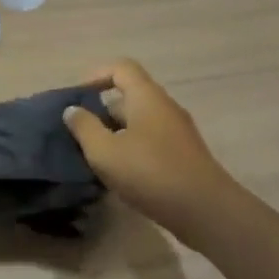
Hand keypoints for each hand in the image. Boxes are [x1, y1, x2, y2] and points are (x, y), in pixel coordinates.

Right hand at [63, 60, 239, 241]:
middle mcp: (164, 107)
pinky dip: (131, 149)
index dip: (96, 75)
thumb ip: (85, 127)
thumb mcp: (105, 152)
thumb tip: (72, 109)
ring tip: (94, 156)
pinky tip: (119, 174)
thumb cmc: (151, 173)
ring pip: (139, 121)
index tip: (77, 98)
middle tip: (79, 133)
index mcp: (147, 97)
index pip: (121, 67)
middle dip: (101, 111)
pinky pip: (151, 140)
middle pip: (129, 95)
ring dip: (115, 133)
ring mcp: (177, 131)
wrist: (205, 210)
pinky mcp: (183, 154)